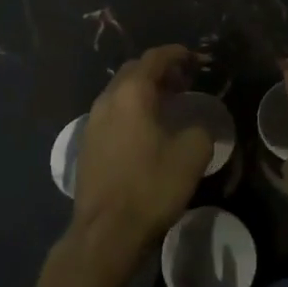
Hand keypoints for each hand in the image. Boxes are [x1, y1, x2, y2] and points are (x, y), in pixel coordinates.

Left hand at [69, 44, 213, 271]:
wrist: (105, 233)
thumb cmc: (150, 187)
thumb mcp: (191, 156)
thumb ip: (200, 130)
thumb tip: (197, 126)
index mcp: (132, 93)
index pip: (155, 58)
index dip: (177, 54)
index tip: (195, 59)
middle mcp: (108, 98)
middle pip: (134, 70)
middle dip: (160, 70)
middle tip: (184, 82)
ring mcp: (93, 121)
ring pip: (120, 91)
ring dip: (144, 91)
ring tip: (168, 104)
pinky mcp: (87, 143)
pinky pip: (112, 112)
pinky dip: (131, 109)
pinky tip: (146, 129)